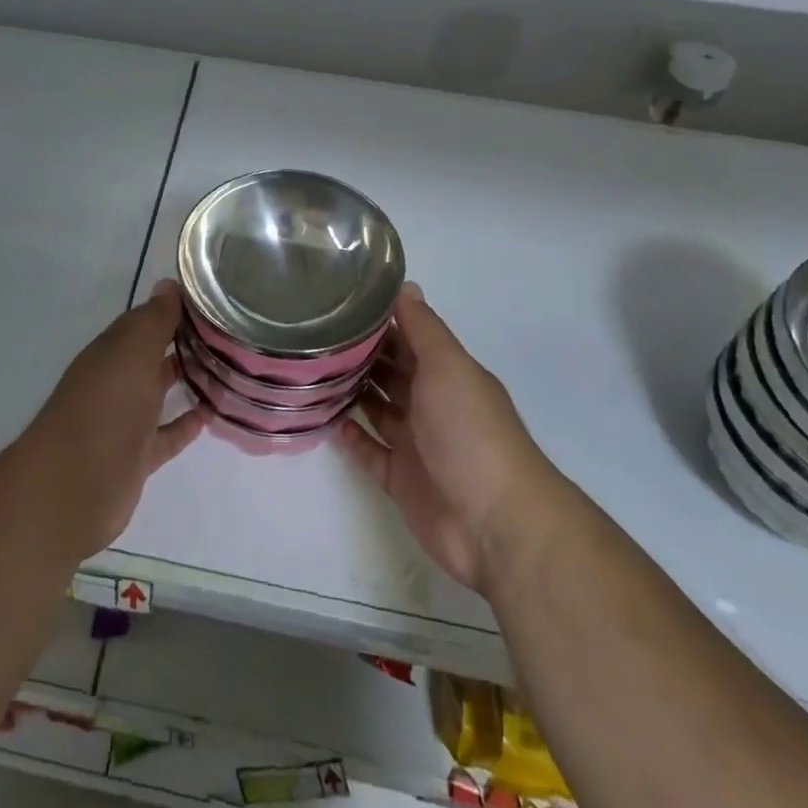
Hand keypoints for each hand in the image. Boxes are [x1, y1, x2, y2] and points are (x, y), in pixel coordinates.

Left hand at [21, 281, 205, 558]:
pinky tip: (213, 412)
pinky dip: (187, 423)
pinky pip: (168, 434)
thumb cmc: (107, 404)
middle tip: (231, 333)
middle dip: (185, 342)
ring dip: (189, 379)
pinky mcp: (138, 456)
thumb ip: (154, 318)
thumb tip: (168, 284)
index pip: (146, 321)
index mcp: (112, 350)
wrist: (76, 484)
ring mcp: (126, 420)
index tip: (215, 301)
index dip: (176, 309)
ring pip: (161, 392)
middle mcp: (117, 380)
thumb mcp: (132, 349)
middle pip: (154, 355)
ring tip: (230, 368)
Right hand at [338, 284, 556, 590]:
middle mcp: (432, 403)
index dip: (380, 320)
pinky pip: (370, 451)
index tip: (339, 301)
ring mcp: (416, 443)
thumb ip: (424, 327)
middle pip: (391, 371)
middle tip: (314, 334)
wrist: (495, 523)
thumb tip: (405, 284)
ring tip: (312, 372)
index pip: (409, 337)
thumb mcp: (448, 367)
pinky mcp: (401, 479)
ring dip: (352, 391)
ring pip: (378, 408)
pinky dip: (352, 437)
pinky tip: (328, 419)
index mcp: (447, 374)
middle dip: (360, 353)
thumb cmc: (470, 432)